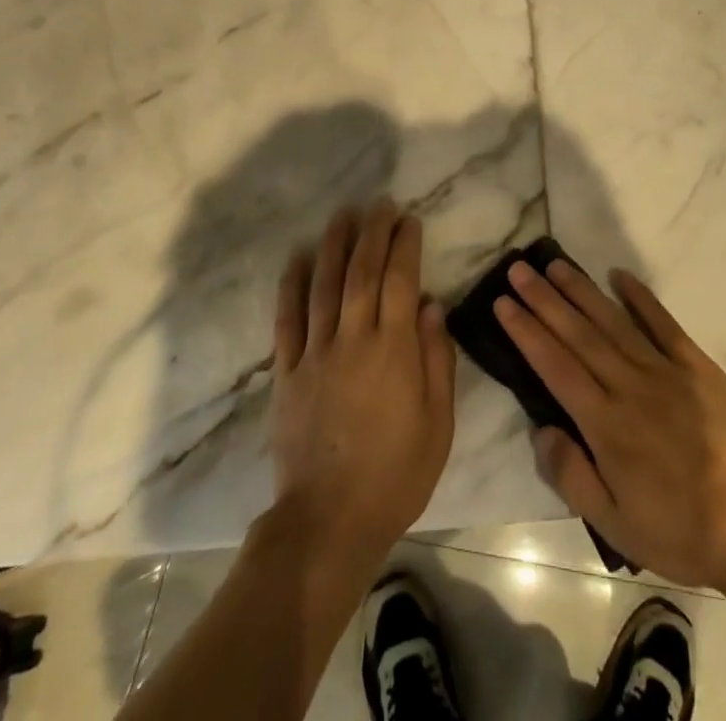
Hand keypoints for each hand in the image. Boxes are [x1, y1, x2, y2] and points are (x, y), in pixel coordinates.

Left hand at [269, 200, 455, 570]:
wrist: (329, 522)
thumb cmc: (396, 474)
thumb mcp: (438, 424)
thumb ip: (437, 361)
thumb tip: (433, 308)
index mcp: (394, 351)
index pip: (401, 281)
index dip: (405, 246)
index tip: (409, 219)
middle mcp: (354, 341)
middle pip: (362, 273)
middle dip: (373, 233)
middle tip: (379, 204)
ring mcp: (316, 354)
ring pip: (324, 286)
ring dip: (333, 245)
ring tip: (342, 215)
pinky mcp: (287, 373)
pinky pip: (287, 320)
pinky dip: (291, 285)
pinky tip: (297, 257)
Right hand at [495, 259, 725, 592]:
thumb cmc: (680, 530)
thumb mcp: (615, 525)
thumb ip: (571, 475)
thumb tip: (541, 429)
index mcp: (605, 424)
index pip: (555, 366)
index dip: (526, 331)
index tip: (503, 302)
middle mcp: (628, 386)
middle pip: (578, 334)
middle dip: (544, 299)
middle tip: (519, 269)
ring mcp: (664, 370)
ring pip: (613, 321)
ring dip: (581, 290)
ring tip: (555, 265)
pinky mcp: (696, 365)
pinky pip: (663, 323)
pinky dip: (640, 297)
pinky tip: (619, 275)